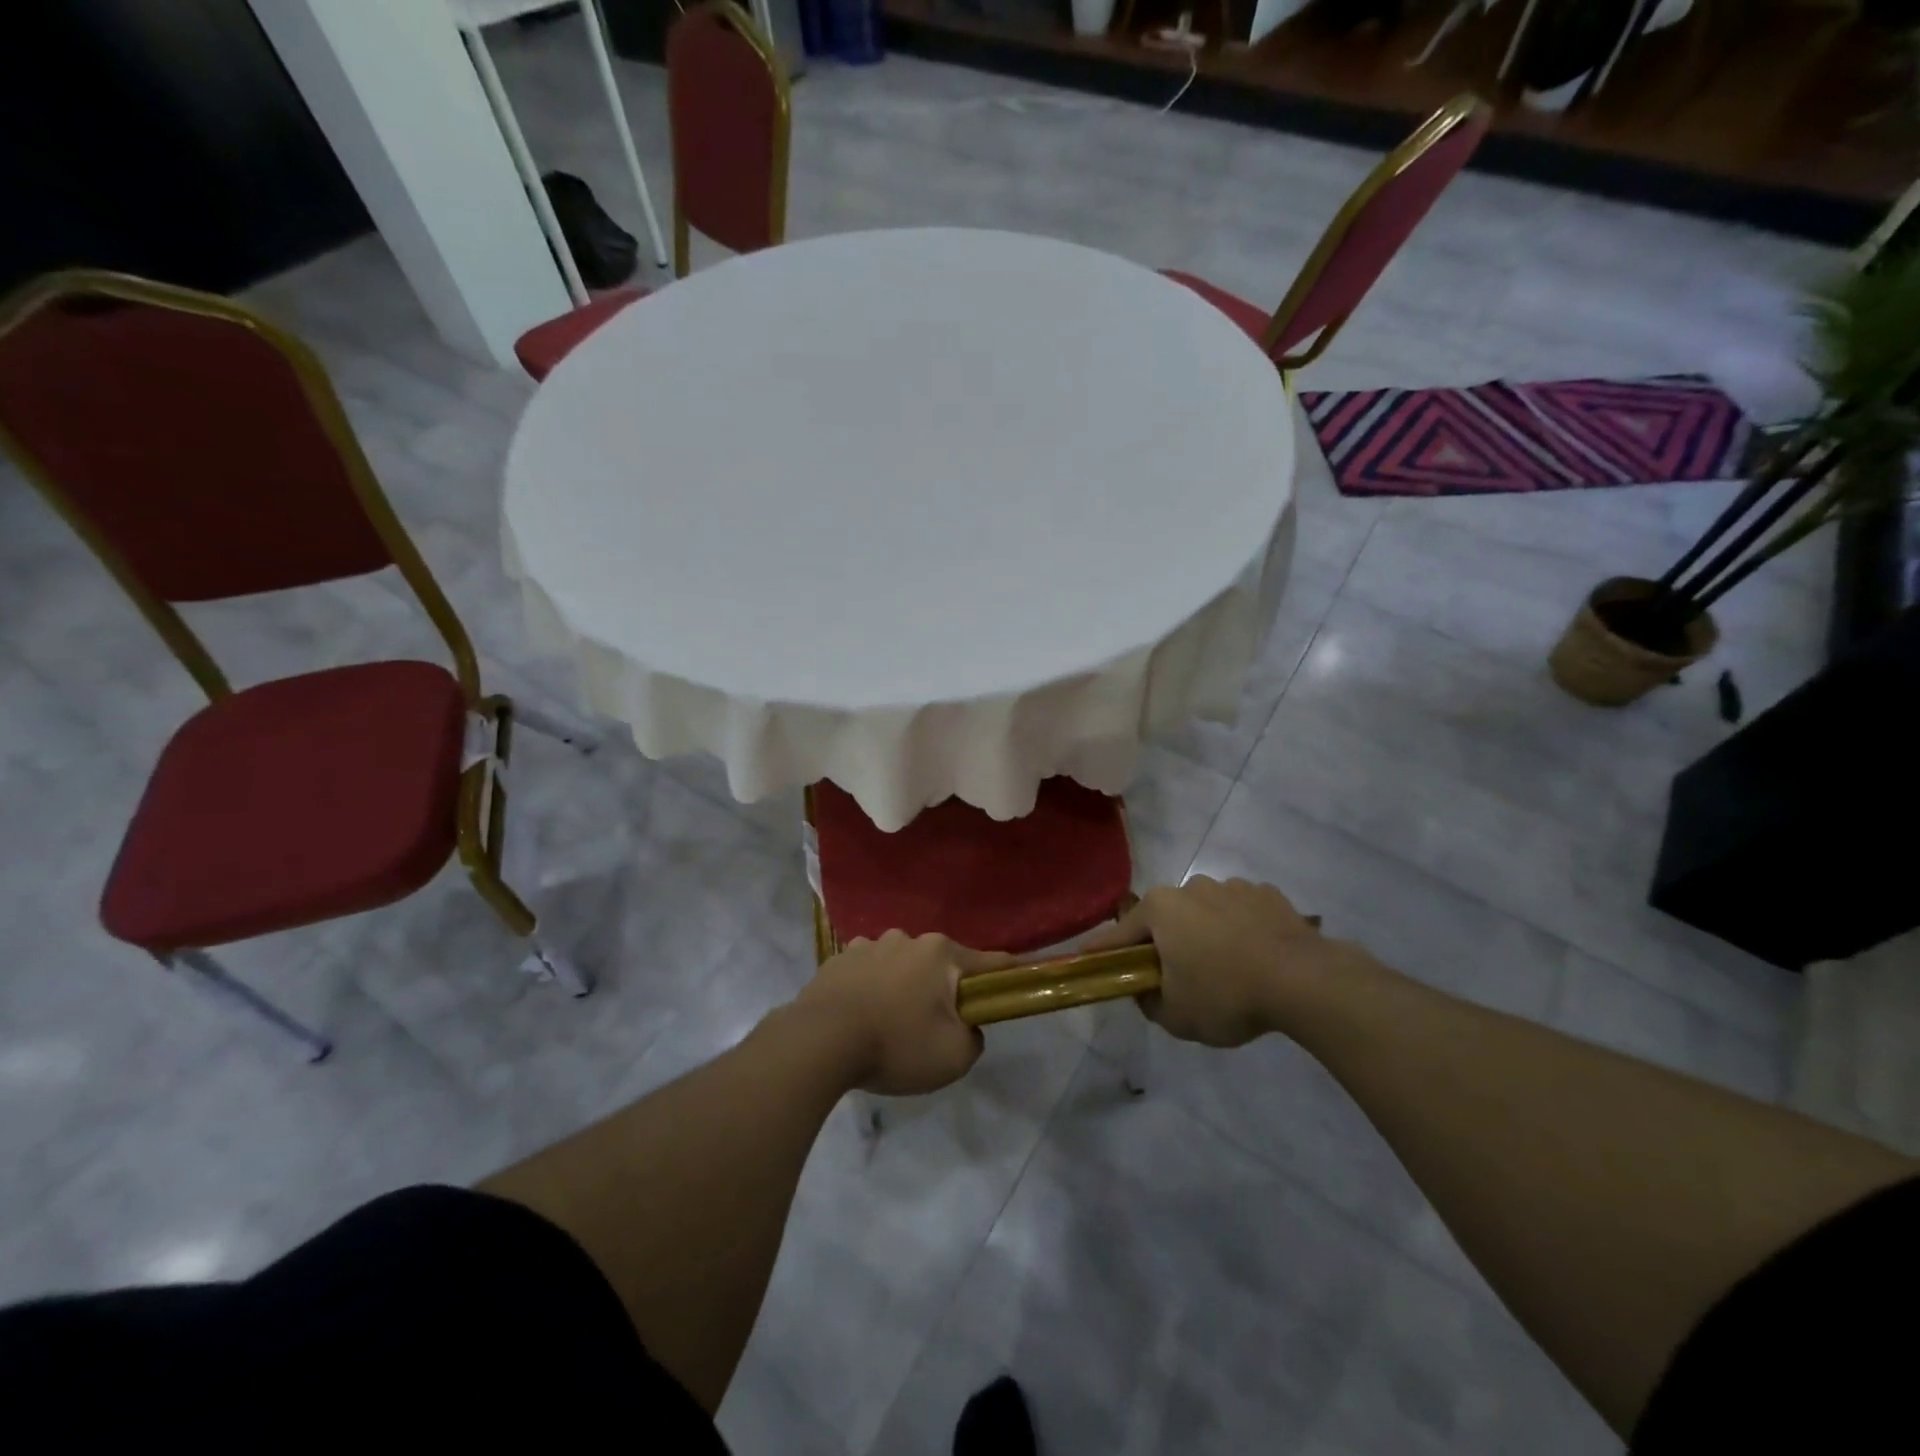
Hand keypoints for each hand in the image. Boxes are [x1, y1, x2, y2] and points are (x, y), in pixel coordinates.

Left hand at [795, 931, 1010, 1095]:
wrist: (819, 1042)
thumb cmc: (896, 1044)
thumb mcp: (955, 1056)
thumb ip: (974, 1038)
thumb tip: (966, 1026)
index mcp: (940, 953)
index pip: (989, 962)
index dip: (1007, 975)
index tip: (1019, 981)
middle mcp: (906, 939)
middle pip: (938, 964)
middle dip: (941, 988)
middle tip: (934, 1026)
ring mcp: (868, 945)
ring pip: (899, 965)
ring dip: (902, 987)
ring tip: (889, 1024)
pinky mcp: (837, 960)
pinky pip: (866, 973)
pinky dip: (870, 990)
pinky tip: (860, 1018)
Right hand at [1082, 876, 1354, 1046]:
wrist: (1305, 980)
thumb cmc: (1226, 994)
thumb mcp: (1176, 1016)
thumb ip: (1149, 1002)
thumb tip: (1146, 990)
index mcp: (1160, 909)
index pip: (1119, 933)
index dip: (1103, 952)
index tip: (1086, 961)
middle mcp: (1191, 887)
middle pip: (1165, 919)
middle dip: (1163, 943)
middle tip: (1171, 976)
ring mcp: (1232, 887)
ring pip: (1205, 913)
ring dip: (1204, 935)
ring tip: (1224, 970)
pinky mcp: (1268, 895)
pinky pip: (1242, 914)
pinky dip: (1240, 931)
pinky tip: (1255, 959)